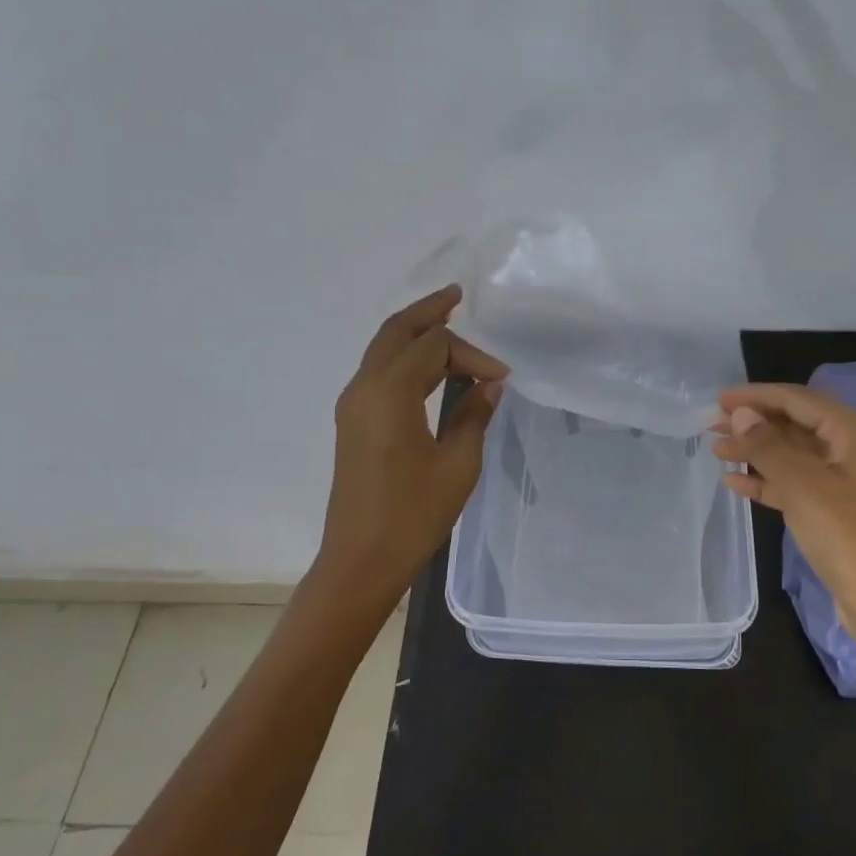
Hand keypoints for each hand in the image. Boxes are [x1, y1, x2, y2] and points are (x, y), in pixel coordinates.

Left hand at [313, 286, 507, 607]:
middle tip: (457, 296)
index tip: (503, 378)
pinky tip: (428, 365)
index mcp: (389, 392)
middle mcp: (364, 387)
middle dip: (428, 312)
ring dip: (414, 332)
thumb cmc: (414, 513)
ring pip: (382, 349)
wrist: (361, 559)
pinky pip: (378, 371)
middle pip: (396, 331)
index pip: (435, 348)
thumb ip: (474, 414)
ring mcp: (353, 404)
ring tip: (447, 320)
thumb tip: (489, 382)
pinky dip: (404, 357)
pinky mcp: (353, 421)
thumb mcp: (458, 463)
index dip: (473, 354)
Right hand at [714, 383, 855, 653]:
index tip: (717, 399)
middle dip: (754, 423)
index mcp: (855, 431)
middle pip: (796, 424)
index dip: (756, 396)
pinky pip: (798, 483)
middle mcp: (855, 447)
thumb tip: (740, 414)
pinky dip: (769, 481)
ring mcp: (848, 480)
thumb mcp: (802, 485)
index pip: (798, 399)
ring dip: (757, 451)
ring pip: (794, 454)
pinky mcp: (839, 509)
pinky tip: (735, 483)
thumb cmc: (847, 535)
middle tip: (711, 425)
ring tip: (716, 451)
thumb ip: (767, 445)